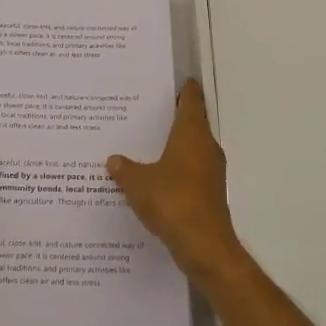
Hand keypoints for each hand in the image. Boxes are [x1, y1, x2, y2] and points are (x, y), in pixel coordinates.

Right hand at [106, 81, 243, 283]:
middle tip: (149, 111)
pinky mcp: (210, 194)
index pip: (191, 100)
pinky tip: (156, 178)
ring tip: (147, 144)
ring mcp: (211, 172)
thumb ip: (125, 169)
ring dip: (175, 145)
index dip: (185, 89)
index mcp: (191, 134)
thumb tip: (113, 160)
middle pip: (193, 123)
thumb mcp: (138, 183)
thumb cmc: (172, 201)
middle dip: (174, 117)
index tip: (176, 80)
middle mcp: (206, 147)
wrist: (204, 246)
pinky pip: (191, 172)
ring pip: (192, 149)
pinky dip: (177, 169)